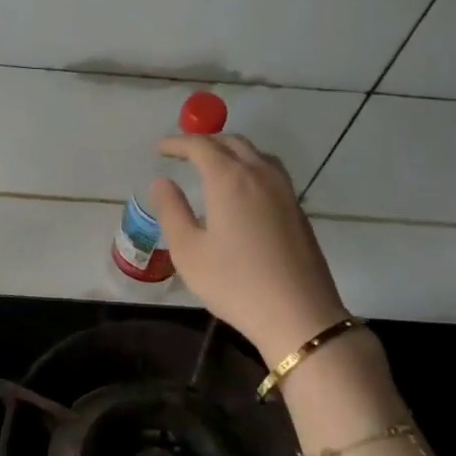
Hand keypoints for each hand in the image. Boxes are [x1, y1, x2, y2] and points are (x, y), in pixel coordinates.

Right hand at [149, 134, 349, 359]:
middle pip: (232, 142)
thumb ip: (171, 211)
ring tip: (211, 165)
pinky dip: (248, 167)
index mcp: (229, 180)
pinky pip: (269, 172)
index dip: (177, 143)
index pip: (200, 146)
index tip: (159, 149)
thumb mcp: (188, 251)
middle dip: (204, 142)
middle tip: (181, 154)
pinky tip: (240, 190)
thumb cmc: (233, 283)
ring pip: (256, 154)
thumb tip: (161, 183)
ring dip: (230, 151)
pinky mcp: (296, 209)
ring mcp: (284, 191)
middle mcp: (260, 175)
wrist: (297, 313)